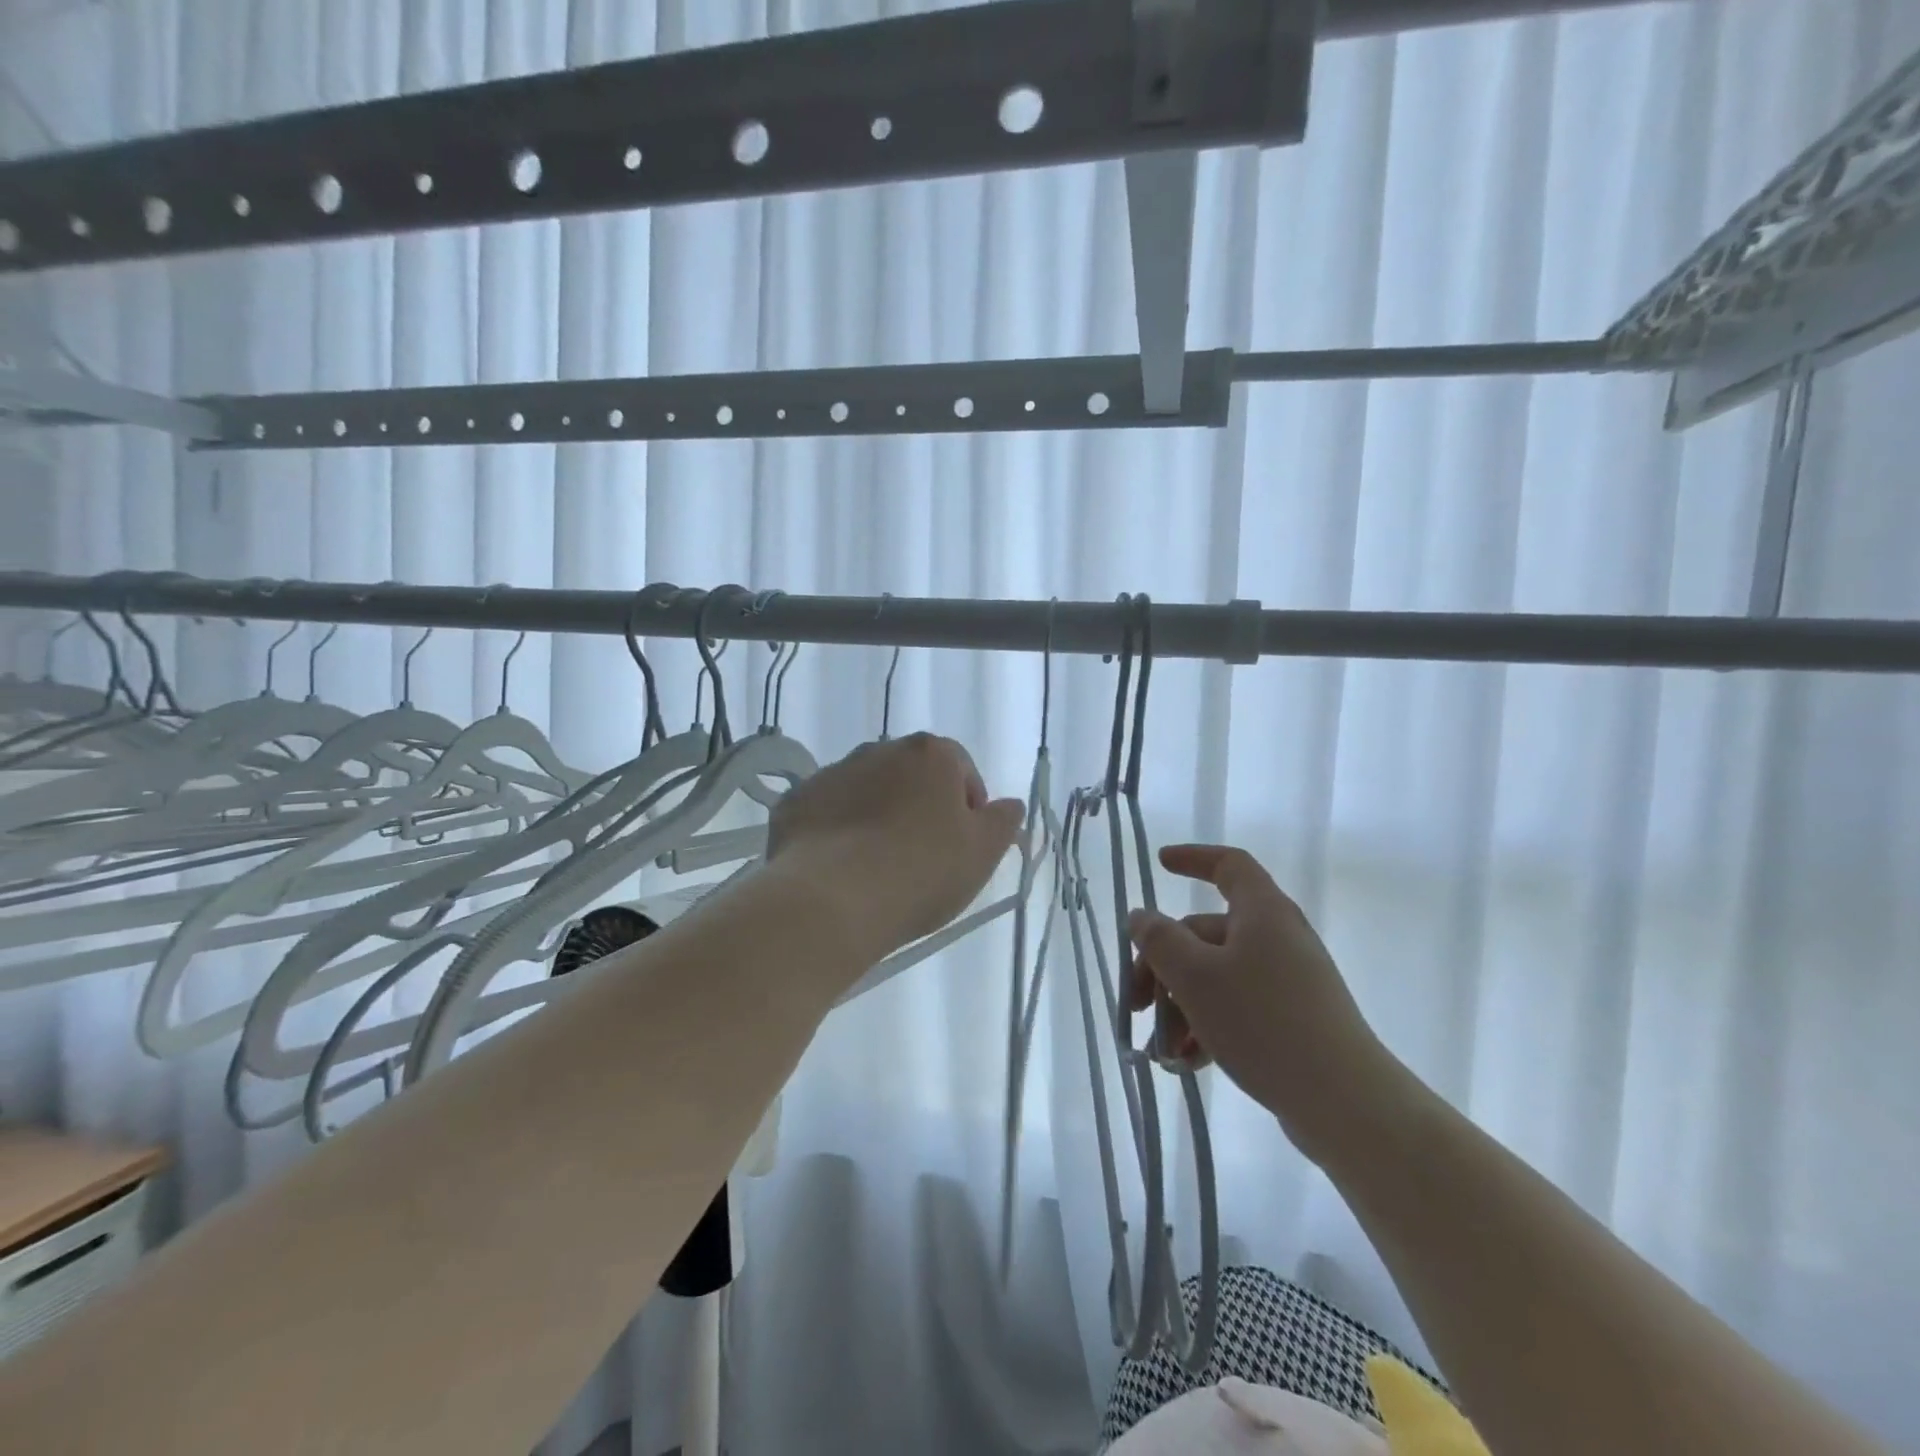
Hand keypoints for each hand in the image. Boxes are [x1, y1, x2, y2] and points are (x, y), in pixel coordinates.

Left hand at [766, 733, 1024, 962]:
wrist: (833, 899)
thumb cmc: (922, 872)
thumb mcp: (982, 853)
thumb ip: (1003, 822)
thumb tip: (1010, 804)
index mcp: (930, 754)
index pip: (960, 769)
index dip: (968, 807)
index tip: (963, 846)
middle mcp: (879, 750)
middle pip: (910, 776)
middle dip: (919, 807)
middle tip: (921, 857)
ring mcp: (833, 773)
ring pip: (866, 791)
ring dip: (876, 815)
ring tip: (876, 866)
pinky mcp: (795, 801)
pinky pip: (827, 811)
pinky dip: (836, 830)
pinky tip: (840, 868)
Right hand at [1125, 845, 1397, 1163]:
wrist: (1344, 1102)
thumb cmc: (1262, 1022)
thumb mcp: (1194, 977)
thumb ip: (1159, 940)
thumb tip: (1141, 916)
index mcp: (1262, 912)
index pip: (1228, 865)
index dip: (1193, 858)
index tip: (1159, 865)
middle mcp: (1278, 938)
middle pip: (1206, 933)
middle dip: (1163, 967)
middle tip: (1136, 1006)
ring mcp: (1289, 982)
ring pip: (1217, 977)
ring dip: (1180, 1007)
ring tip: (1161, 1051)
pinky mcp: (1294, 1021)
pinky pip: (1238, 1009)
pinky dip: (1207, 1027)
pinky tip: (1186, 1063)